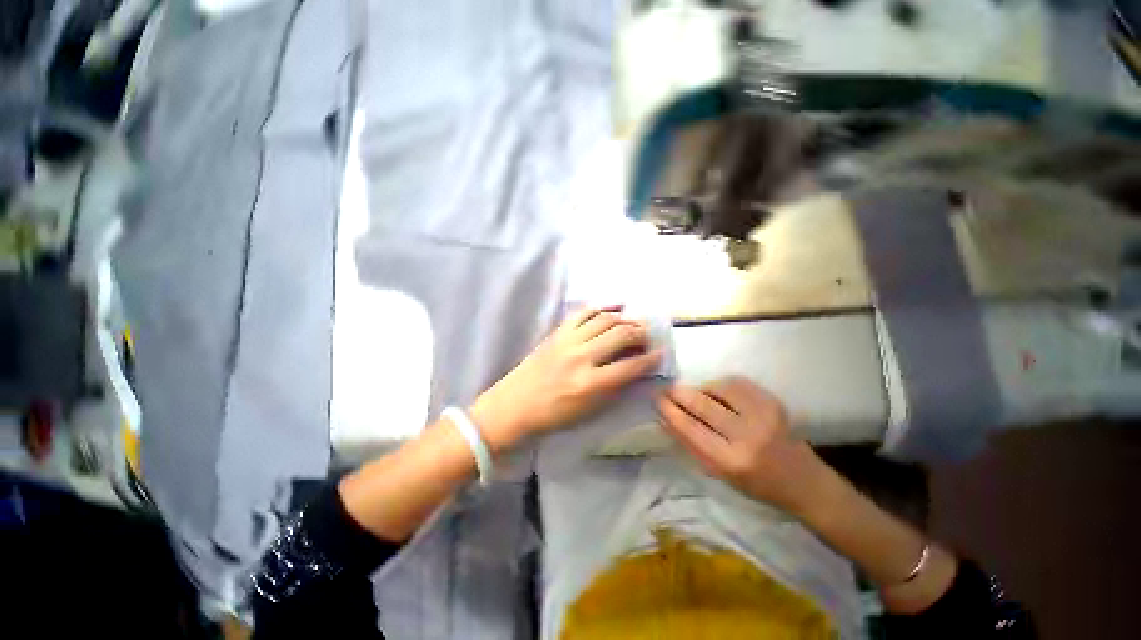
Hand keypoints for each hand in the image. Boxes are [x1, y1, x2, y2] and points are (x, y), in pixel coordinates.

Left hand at [471, 307, 662, 451]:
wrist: (515, 405)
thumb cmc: (554, 416)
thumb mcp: (589, 412)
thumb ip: (615, 389)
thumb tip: (635, 371)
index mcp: (590, 384)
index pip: (630, 366)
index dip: (650, 359)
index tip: (660, 354)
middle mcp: (581, 358)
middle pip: (620, 335)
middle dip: (640, 333)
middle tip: (648, 336)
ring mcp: (568, 341)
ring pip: (604, 320)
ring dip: (624, 319)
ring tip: (633, 324)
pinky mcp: (558, 332)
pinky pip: (583, 312)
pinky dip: (602, 306)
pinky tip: (615, 306)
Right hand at [657, 377, 825, 513]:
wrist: (802, 480)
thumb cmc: (756, 484)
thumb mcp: (719, 473)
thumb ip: (691, 445)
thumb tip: (666, 418)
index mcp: (731, 461)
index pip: (690, 428)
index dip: (670, 410)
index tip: (657, 399)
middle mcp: (747, 436)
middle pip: (702, 405)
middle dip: (679, 393)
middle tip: (666, 390)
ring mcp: (762, 415)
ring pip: (718, 388)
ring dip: (700, 389)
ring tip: (694, 394)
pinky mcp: (772, 401)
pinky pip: (735, 383)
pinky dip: (719, 385)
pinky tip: (715, 392)